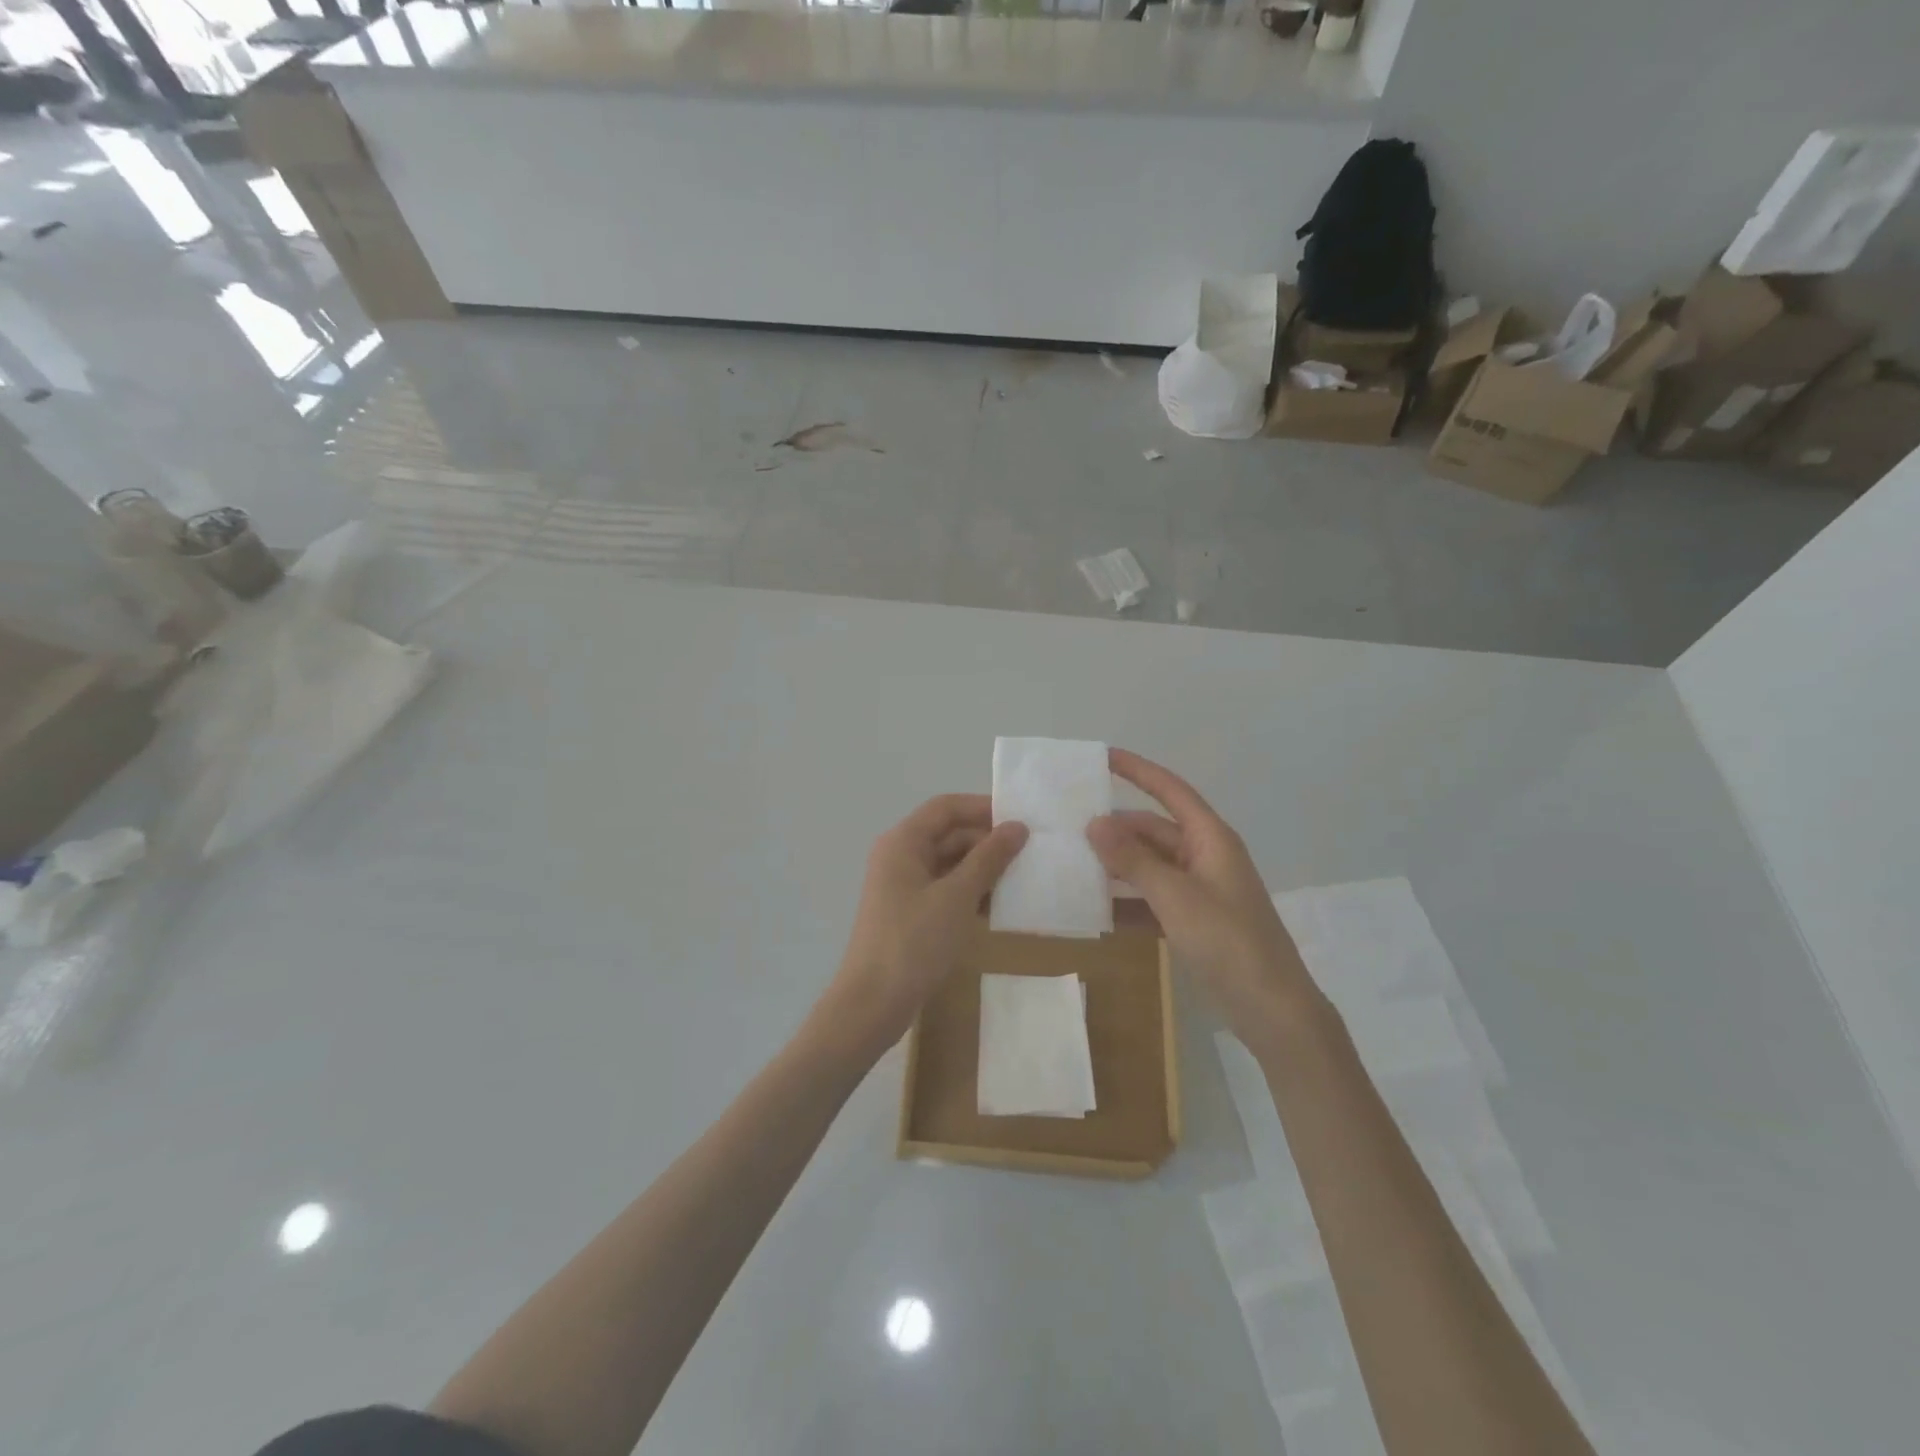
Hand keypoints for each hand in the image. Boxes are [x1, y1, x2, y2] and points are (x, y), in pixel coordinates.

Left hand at [818, 795, 1028, 1057]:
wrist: (872, 1004)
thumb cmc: (914, 942)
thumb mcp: (957, 897)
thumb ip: (988, 858)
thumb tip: (1017, 827)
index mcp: (903, 842)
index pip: (946, 807)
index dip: (982, 807)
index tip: (1021, 818)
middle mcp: (900, 857)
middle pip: (948, 834)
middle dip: (987, 841)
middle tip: (1030, 852)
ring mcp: (903, 887)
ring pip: (949, 864)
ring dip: (982, 869)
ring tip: (1022, 878)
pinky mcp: (910, 914)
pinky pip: (945, 890)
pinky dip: (970, 893)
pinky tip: (999, 908)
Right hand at [1088, 750, 1322, 1054]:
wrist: (1272, 1010)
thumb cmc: (1228, 942)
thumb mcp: (1176, 897)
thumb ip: (1133, 860)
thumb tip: (1094, 822)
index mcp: (1210, 839)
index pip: (1169, 790)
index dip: (1137, 770)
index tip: (1101, 757)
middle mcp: (1204, 856)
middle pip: (1152, 830)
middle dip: (1114, 829)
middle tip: (1068, 828)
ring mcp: (1199, 890)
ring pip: (1149, 866)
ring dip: (1116, 866)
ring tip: (1071, 864)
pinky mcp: (1193, 921)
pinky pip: (1152, 899)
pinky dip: (1127, 902)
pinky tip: (1094, 910)